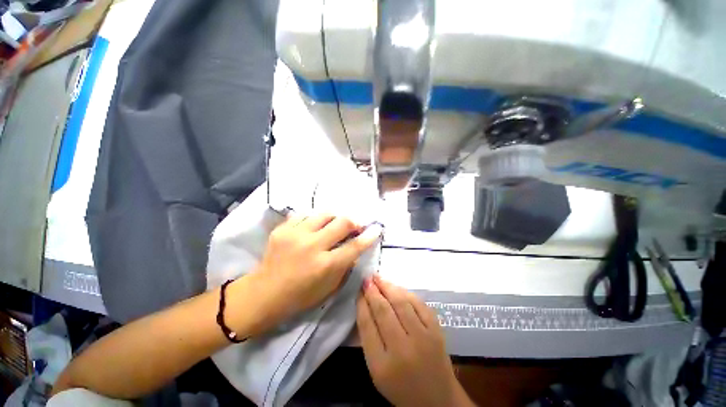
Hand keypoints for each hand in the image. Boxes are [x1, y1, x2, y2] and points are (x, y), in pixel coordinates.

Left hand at [250, 214, 381, 330]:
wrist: (264, 293)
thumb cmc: (300, 296)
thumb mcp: (330, 287)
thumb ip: (345, 266)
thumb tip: (355, 247)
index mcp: (325, 265)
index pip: (354, 246)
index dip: (368, 236)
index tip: (376, 228)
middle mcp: (312, 246)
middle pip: (342, 222)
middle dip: (353, 222)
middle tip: (353, 226)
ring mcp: (296, 234)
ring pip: (325, 213)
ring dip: (334, 218)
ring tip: (333, 225)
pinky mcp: (283, 229)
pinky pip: (305, 214)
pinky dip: (314, 219)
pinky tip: (314, 226)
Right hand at [357, 276, 474, 406]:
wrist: (438, 399)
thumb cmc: (401, 387)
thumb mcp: (377, 370)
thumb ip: (369, 339)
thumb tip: (365, 304)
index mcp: (382, 365)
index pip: (367, 325)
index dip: (362, 303)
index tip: (359, 291)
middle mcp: (403, 349)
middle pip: (383, 311)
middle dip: (373, 291)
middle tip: (367, 279)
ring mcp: (423, 338)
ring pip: (401, 303)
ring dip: (388, 287)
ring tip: (379, 278)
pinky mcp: (437, 331)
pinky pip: (419, 304)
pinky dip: (406, 293)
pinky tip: (397, 288)